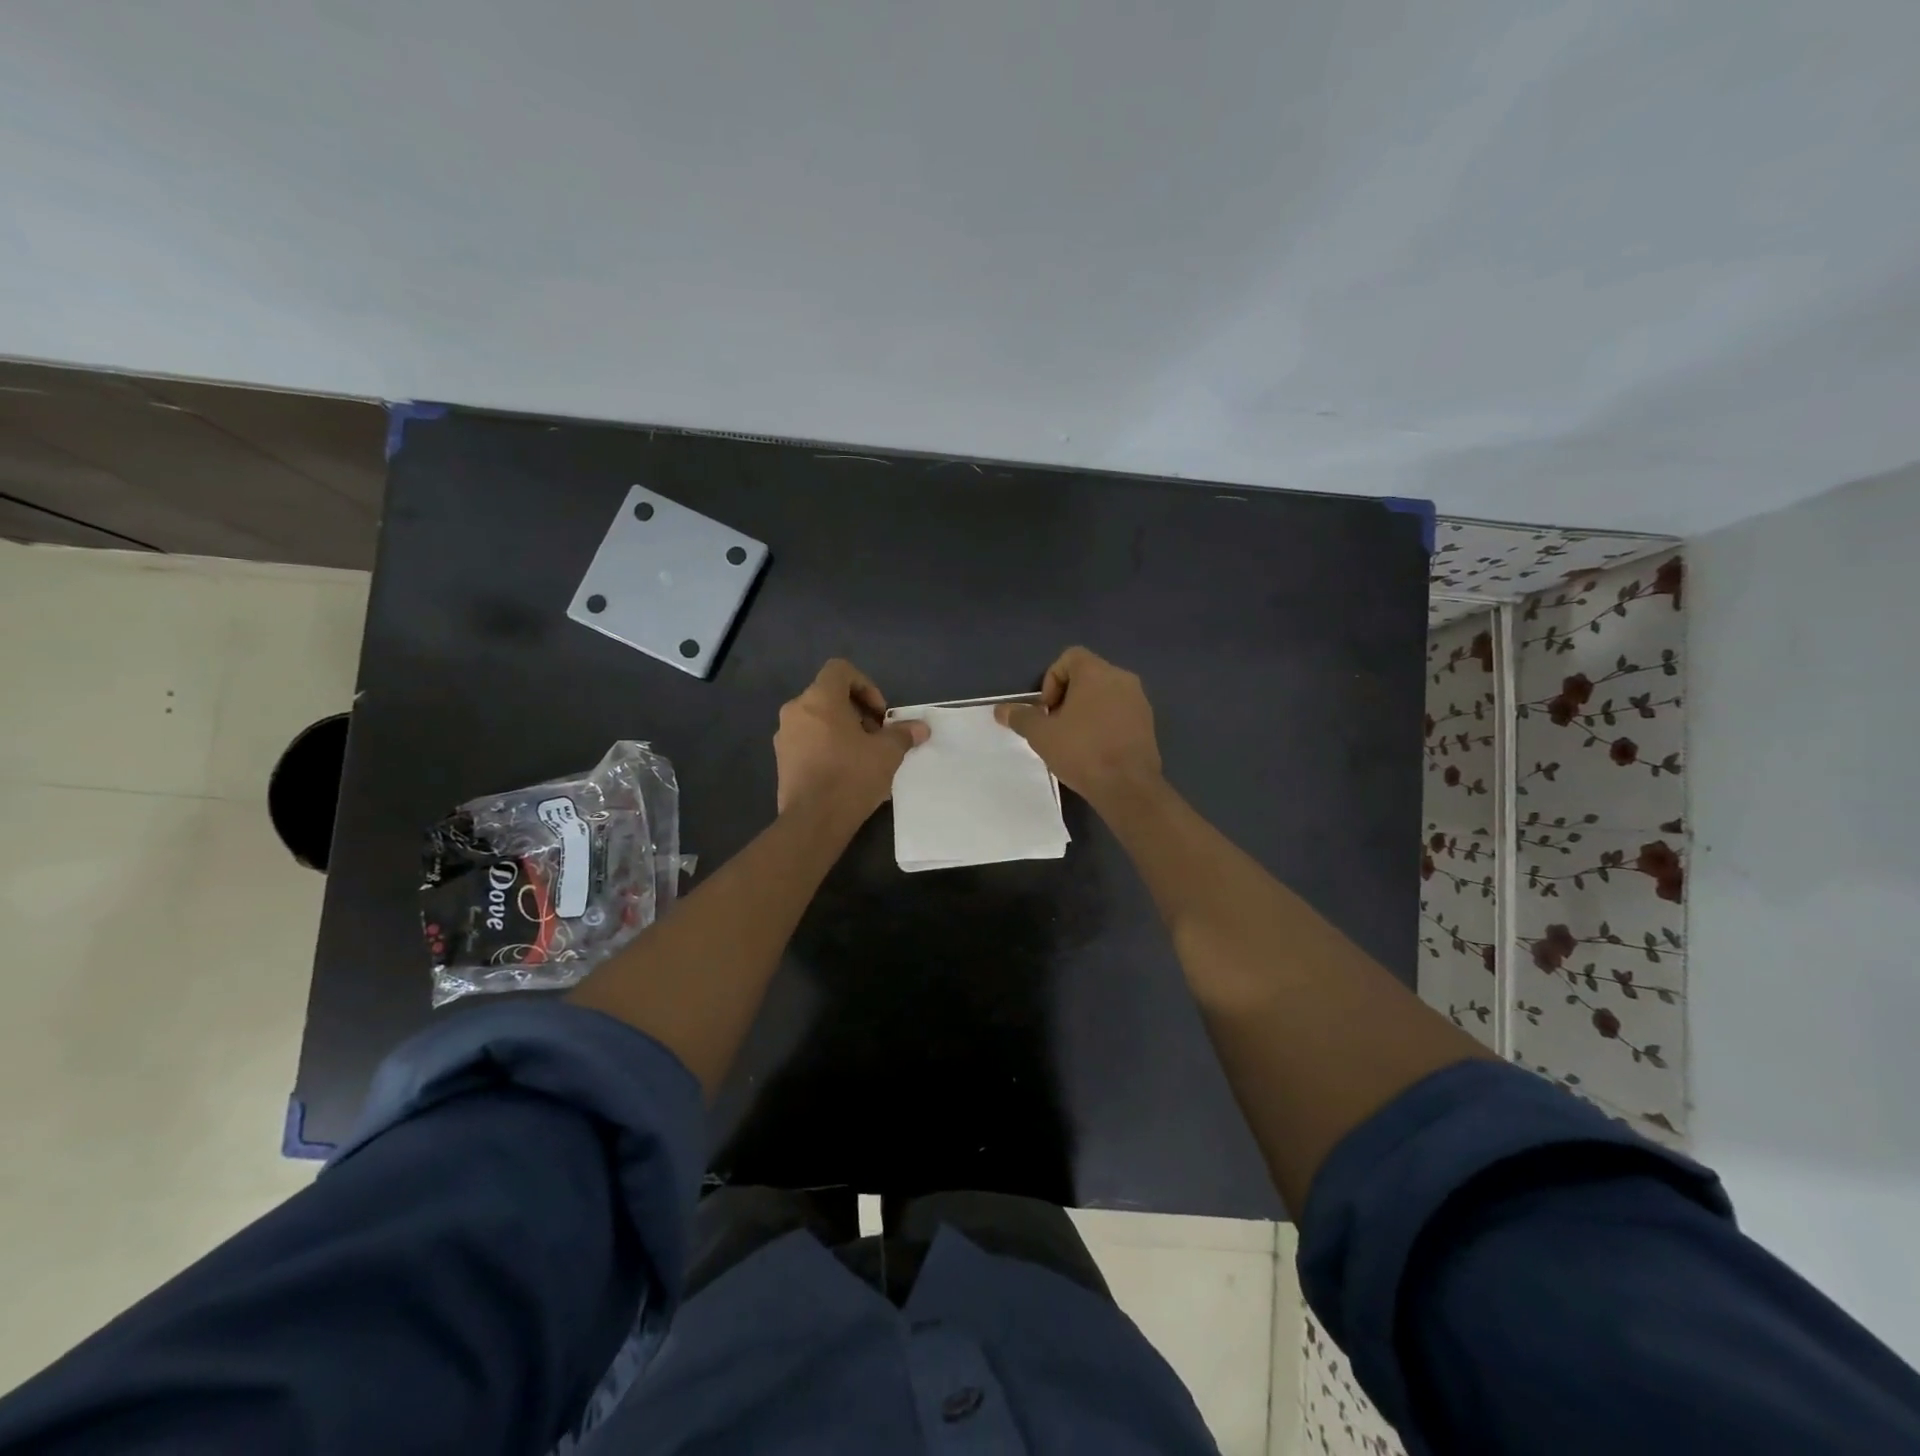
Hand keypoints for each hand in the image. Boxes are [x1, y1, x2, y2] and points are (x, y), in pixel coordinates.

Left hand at [775, 659, 927, 819]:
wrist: (813, 821)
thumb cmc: (851, 776)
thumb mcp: (887, 753)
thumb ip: (903, 734)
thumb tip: (921, 728)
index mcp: (819, 699)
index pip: (840, 670)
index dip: (865, 685)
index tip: (879, 714)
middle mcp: (796, 710)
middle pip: (829, 695)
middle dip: (857, 711)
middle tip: (875, 737)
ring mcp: (784, 736)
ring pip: (817, 719)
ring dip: (842, 730)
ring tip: (862, 756)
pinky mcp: (781, 760)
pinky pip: (807, 740)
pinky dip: (826, 746)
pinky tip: (844, 772)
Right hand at [995, 646, 1162, 806]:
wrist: (1128, 787)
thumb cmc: (1082, 751)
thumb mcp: (1041, 735)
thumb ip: (1021, 717)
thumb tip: (1001, 710)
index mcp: (1097, 672)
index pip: (1069, 657)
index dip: (1051, 680)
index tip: (1047, 710)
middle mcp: (1122, 678)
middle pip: (1087, 675)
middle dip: (1066, 697)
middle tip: (1056, 726)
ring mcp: (1139, 701)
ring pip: (1104, 695)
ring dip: (1086, 711)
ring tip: (1074, 740)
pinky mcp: (1148, 723)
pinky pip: (1119, 712)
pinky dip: (1104, 723)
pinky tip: (1095, 750)